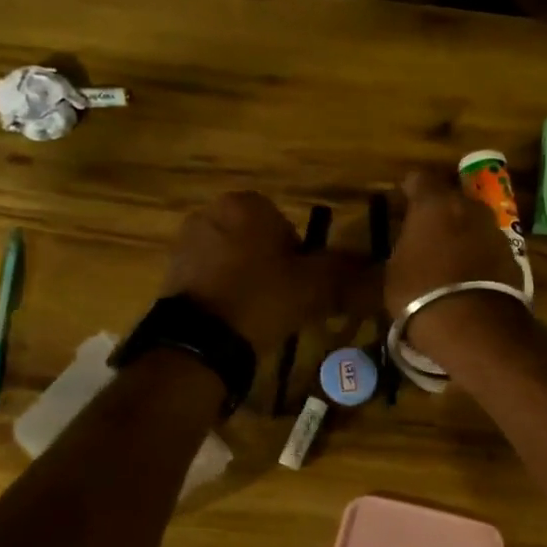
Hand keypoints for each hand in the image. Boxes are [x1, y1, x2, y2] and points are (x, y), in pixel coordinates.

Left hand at [159, 191, 332, 355]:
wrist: (200, 341)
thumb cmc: (261, 299)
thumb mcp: (314, 285)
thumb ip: (344, 270)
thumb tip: (375, 266)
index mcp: (247, 204)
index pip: (286, 225)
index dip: (299, 257)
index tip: (301, 285)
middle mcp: (212, 212)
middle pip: (257, 240)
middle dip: (270, 265)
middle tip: (283, 300)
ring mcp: (187, 241)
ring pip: (233, 258)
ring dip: (246, 278)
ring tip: (258, 313)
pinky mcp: (171, 271)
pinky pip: (210, 277)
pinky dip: (223, 292)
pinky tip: (233, 318)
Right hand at [386, 170, 528, 360]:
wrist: (473, 327)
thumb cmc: (420, 295)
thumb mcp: (395, 271)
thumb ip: (405, 246)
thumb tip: (412, 243)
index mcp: (434, 203)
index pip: (419, 179)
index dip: (409, 192)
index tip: (401, 207)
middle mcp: (469, 207)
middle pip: (452, 199)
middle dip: (440, 212)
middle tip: (426, 235)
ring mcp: (495, 230)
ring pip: (474, 223)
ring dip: (462, 234)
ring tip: (449, 260)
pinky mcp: (513, 256)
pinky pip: (488, 248)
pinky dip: (479, 256)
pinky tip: (469, 278)